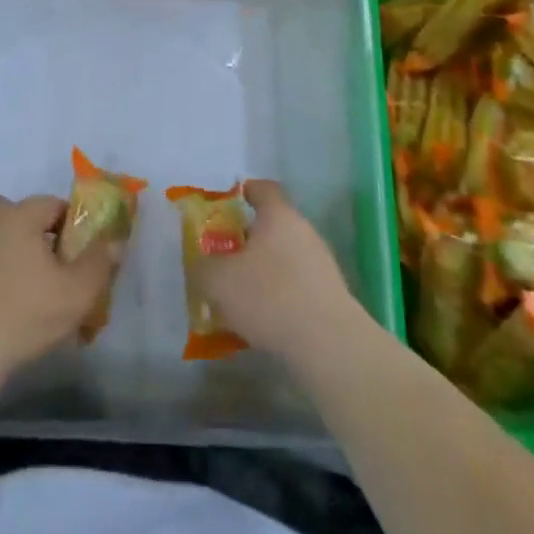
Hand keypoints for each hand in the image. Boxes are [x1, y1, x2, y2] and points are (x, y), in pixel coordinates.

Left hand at [0, 193, 118, 381]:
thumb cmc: (24, 314)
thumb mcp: (76, 292)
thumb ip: (99, 262)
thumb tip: (114, 240)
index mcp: (18, 214)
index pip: (54, 205)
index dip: (73, 228)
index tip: (80, 257)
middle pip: (23, 217)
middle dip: (41, 237)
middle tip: (54, 272)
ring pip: (1, 238)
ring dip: (16, 254)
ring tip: (30, 293)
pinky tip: (3, 305)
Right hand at [194, 180, 360, 365]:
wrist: (328, 344)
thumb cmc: (269, 296)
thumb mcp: (218, 280)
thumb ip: (203, 268)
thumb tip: (203, 266)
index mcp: (279, 216)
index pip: (263, 189)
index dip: (245, 192)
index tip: (227, 203)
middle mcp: (304, 232)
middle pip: (272, 226)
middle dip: (247, 240)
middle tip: (223, 258)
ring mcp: (322, 264)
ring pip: (284, 258)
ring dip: (262, 271)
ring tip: (239, 296)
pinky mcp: (330, 296)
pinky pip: (296, 286)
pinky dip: (279, 296)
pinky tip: (263, 321)